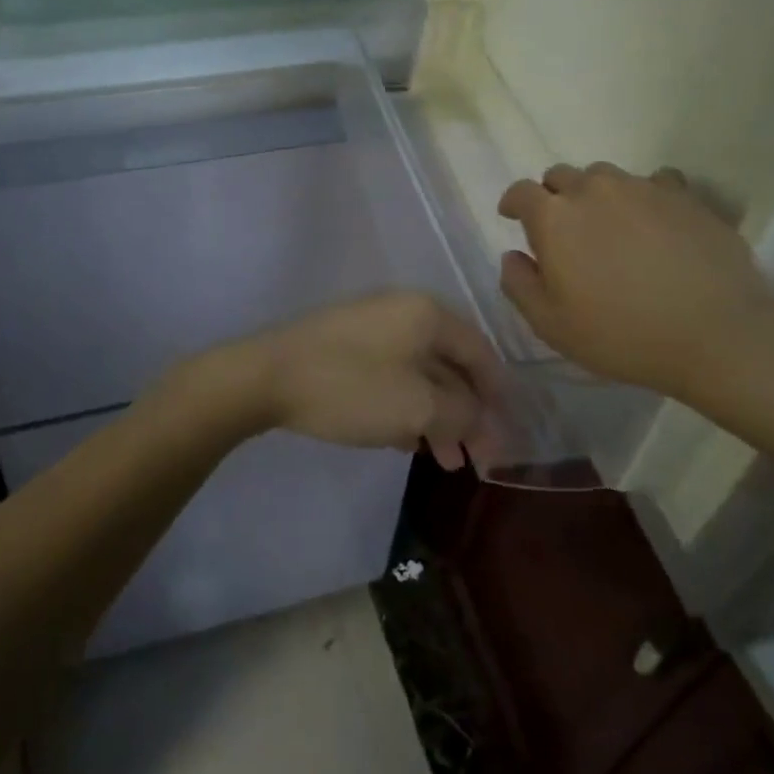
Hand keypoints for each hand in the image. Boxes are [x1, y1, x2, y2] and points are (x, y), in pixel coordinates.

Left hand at [176, 293, 503, 469]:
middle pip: (451, 365)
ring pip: (420, 374)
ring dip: (438, 417)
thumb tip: (483, 420)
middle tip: (477, 461)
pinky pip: (391, 376)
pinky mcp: (346, 347)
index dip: (498, 397)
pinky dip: (407, 407)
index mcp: (427, 314)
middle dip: (468, 414)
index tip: (507, 439)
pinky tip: (409, 443)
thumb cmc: (351, 387)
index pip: (480, 353)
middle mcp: (403, 312)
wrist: (266, 376)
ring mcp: (371, 327)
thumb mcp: (418, 407)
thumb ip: (462, 414)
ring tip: (446, 462)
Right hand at [497, 163, 773, 417]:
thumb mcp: (551, 325)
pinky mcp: (685, 196)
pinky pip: (654, 182)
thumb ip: (519, 285)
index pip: (521, 191)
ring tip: (610, 224)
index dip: (513, 203)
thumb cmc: (622, 334)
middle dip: (554, 196)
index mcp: (554, 217)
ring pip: (606, 176)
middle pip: (561, 176)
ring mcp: (642, 188)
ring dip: (597, 194)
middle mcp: (593, 190)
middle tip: (563, 228)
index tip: (512, 217)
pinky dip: (644, 197)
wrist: (718, 335)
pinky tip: (654, 223)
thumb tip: (513, 256)